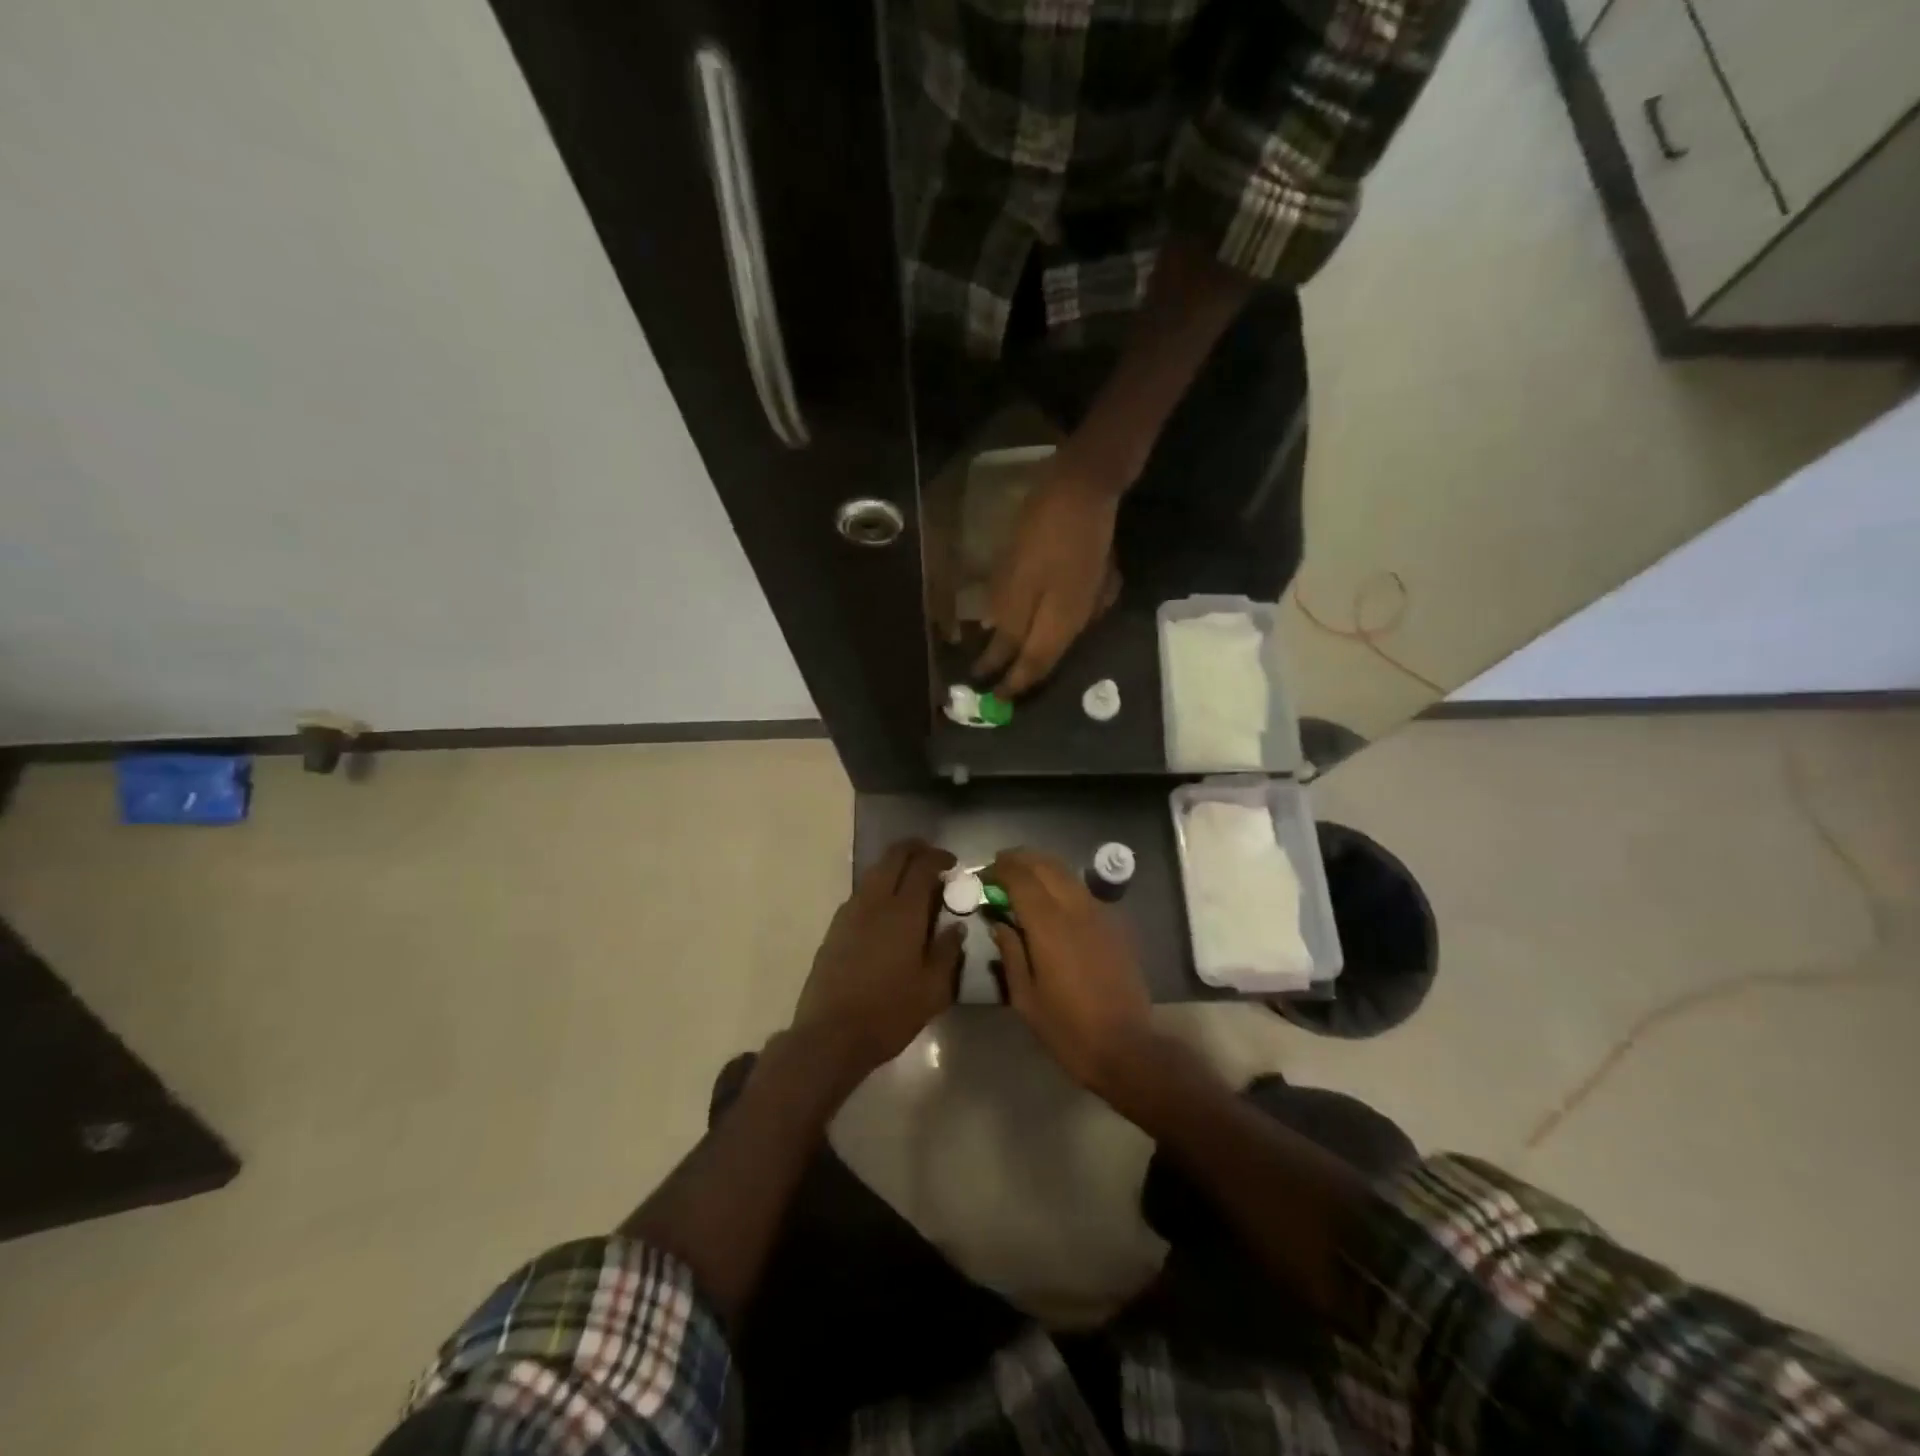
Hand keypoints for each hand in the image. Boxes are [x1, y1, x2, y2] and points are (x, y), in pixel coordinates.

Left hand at [792, 840, 963, 1082]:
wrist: (831, 1035)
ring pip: (874, 872)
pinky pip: (861, 893)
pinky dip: (879, 888)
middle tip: (933, 860)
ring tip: (913, 885)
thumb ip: (948, 951)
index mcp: (904, 912)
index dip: (939, 857)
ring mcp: (850, 912)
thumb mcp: (933, 989)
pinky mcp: (835, 928)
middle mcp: (874, 902)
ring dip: (895, 867)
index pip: (922, 865)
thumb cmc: (890, 1013)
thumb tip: (957, 926)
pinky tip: (888, 911)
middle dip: (915, 849)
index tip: (952, 863)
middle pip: (894, 856)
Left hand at [973, 444, 1124, 697]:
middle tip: (999, 686)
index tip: (991, 698)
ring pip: (1059, 638)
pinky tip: (1039, 625)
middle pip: (1048, 656)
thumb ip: (1010, 621)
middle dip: (1022, 673)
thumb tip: (998, 655)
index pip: (1032, 666)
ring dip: (1035, 652)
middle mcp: (1081, 620)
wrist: (1088, 484)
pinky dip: (1048, 629)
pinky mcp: (1095, 580)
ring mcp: (1093, 599)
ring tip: (1013, 661)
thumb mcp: (1018, 579)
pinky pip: (1069, 617)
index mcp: (1061, 623)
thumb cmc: (1044, 531)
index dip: (1010, 683)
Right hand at [987, 849, 1153, 1097]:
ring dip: (1042, 868)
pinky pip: (1084, 892)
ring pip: (1068, 874)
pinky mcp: (1115, 925)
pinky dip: (1063, 885)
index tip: (983, 874)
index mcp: (1049, 926)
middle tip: (1000, 868)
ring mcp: (1100, 914)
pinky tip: (1053, 902)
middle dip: (1020, 859)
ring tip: (1023, 879)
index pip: (1021, 878)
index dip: (1000, 869)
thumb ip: (1011, 953)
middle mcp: (1076, 909)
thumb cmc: (1067, 1029)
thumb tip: (999, 923)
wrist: (1126, 1047)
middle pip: (1046, 865)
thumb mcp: (1025, 998)